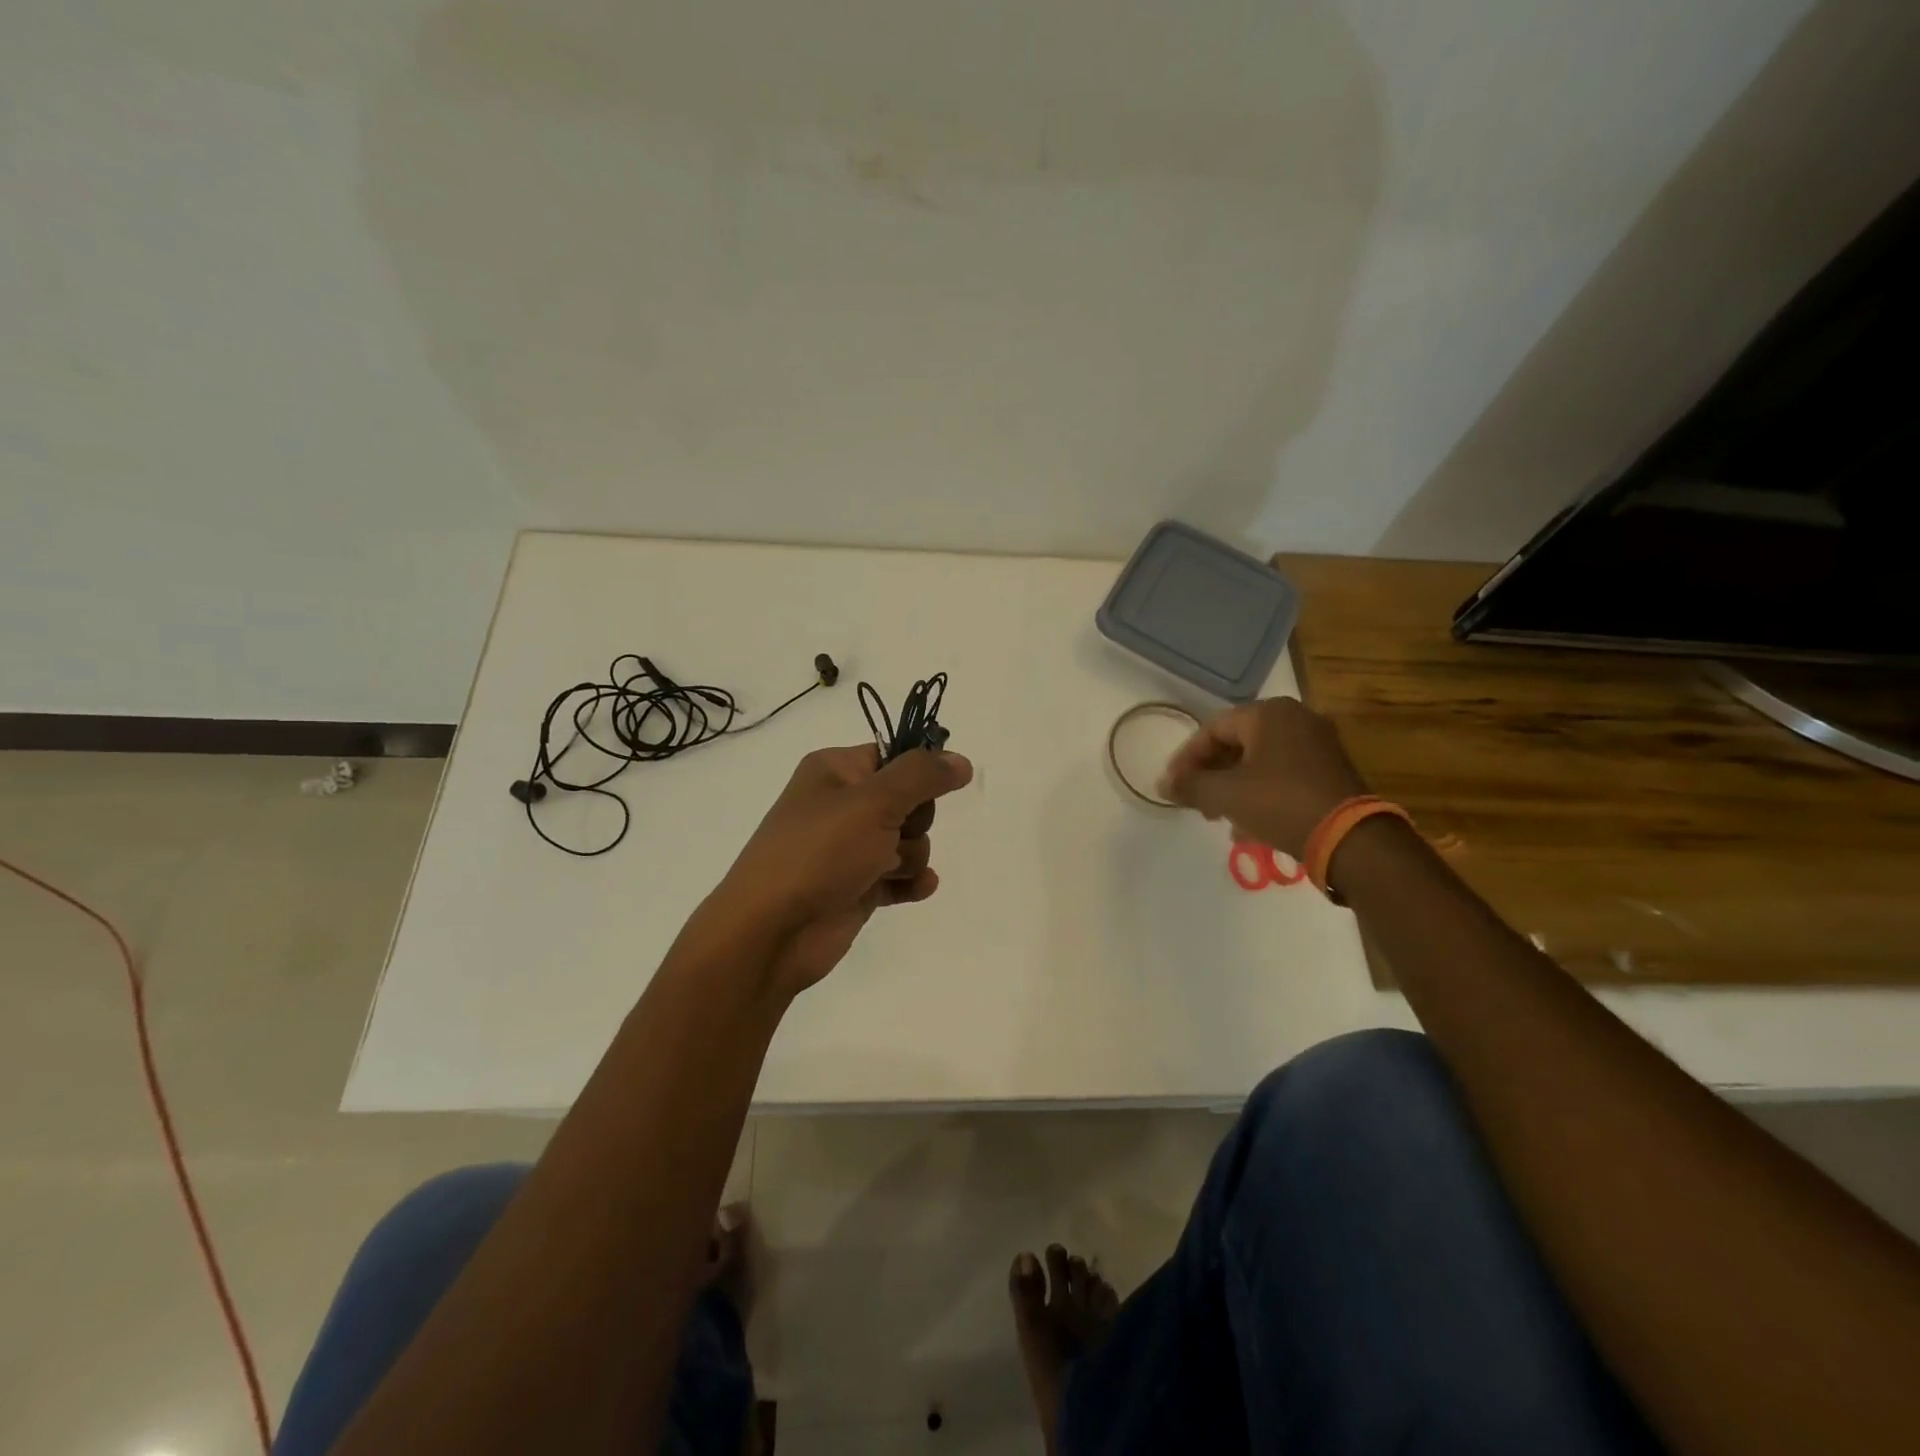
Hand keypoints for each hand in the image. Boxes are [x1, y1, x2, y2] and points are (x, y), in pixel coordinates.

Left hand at [693, 744, 974, 999]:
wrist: (772, 931)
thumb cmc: (819, 853)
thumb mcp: (874, 802)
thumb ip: (922, 776)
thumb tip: (960, 759)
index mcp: (835, 770)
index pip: (894, 755)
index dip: (916, 772)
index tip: (929, 789)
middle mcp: (841, 804)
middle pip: (909, 799)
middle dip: (914, 820)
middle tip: (893, 833)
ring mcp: (849, 848)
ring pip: (909, 840)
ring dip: (909, 856)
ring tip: (885, 869)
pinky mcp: (857, 886)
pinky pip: (901, 876)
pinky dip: (911, 881)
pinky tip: (915, 888)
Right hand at [1157, 697, 1370, 858]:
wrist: (1350, 839)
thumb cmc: (1280, 803)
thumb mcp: (1226, 794)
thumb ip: (1190, 786)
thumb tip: (1163, 785)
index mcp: (1269, 714)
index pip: (1212, 728)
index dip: (1186, 757)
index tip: (1173, 786)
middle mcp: (1296, 720)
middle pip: (1236, 743)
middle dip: (1210, 773)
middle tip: (1194, 800)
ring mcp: (1318, 745)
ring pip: (1258, 762)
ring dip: (1232, 787)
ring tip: (1218, 816)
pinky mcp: (1330, 771)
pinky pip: (1282, 775)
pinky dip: (1259, 793)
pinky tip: (1248, 825)